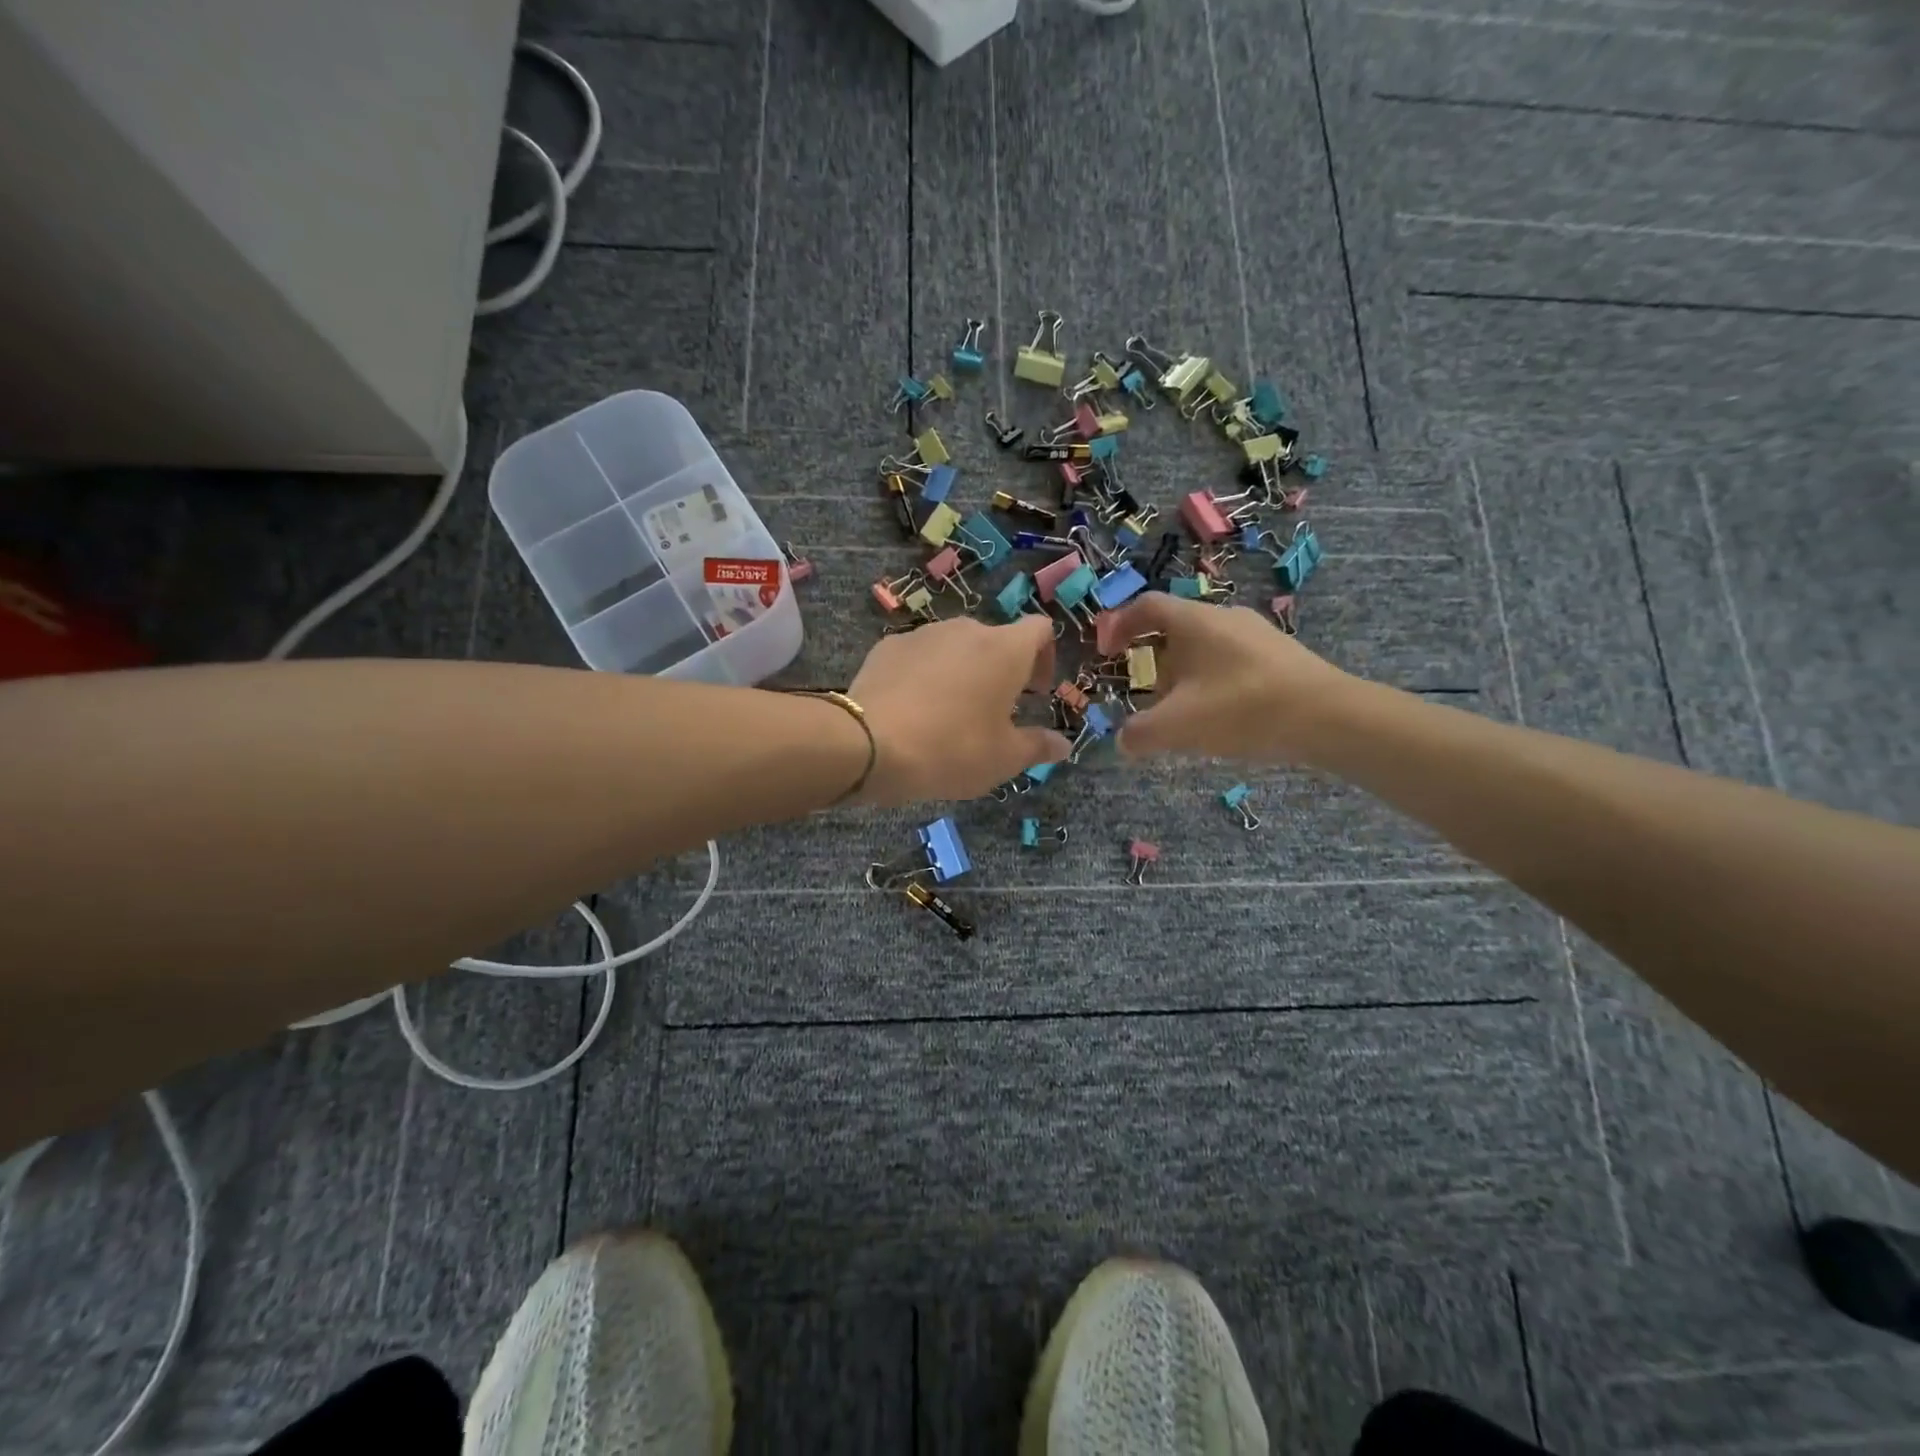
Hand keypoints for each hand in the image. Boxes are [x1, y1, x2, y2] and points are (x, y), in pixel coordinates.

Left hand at [848, 616, 1070, 805]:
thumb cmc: (951, 749)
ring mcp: (923, 634)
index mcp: (1005, 649)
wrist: (868, 743)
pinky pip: (919, 656)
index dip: (1046, 657)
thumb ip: (1037, 746)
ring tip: (949, 714)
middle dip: (1000, 671)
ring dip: (961, 672)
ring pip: (954, 647)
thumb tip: (1062, 744)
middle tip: (992, 712)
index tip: (1036, 693)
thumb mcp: (1003, 758)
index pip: (1040, 630)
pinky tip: (912, 710)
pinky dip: (925, 675)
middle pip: (995, 640)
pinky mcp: (887, 646)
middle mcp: (966, 630)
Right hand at [1094, 594, 1355, 762]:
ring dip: (1184, 675)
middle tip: (1146, 692)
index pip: (1146, 606)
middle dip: (1152, 659)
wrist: (1329, 717)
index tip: (1106, 653)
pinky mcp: (1280, 656)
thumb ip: (1139, 734)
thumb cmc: (1242, 709)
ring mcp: (1257, 635)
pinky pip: (1231, 661)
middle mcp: (1225, 617)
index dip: (1119, 625)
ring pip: (1205, 648)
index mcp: (1194, 621)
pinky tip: (1222, 717)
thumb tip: (1123, 741)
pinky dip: (1212, 682)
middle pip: (1175, 629)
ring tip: (1183, 712)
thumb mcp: (1178, 726)